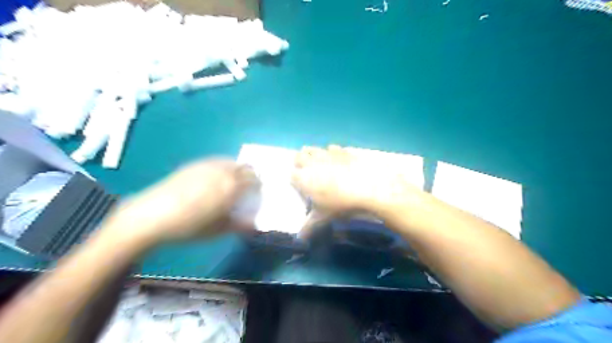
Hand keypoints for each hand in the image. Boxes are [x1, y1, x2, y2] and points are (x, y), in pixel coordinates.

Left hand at [105, 160, 257, 245]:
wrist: (152, 215)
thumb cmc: (189, 226)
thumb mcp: (218, 230)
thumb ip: (239, 225)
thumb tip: (253, 224)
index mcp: (232, 187)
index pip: (255, 180)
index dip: (259, 186)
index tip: (257, 194)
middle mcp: (223, 172)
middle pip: (246, 167)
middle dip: (251, 175)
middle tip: (248, 187)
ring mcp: (208, 165)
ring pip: (231, 162)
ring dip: (237, 169)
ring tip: (232, 181)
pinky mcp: (195, 164)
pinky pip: (216, 161)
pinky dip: (223, 166)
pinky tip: (215, 177)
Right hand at [291, 144, 420, 235]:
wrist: (367, 187)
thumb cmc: (340, 204)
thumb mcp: (323, 218)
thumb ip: (309, 227)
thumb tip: (299, 240)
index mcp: (303, 178)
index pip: (292, 175)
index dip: (295, 180)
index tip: (301, 186)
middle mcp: (311, 163)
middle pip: (298, 156)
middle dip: (300, 162)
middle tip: (308, 173)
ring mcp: (326, 154)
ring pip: (312, 149)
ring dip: (312, 154)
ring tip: (319, 164)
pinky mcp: (341, 151)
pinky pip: (331, 148)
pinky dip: (331, 153)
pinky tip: (337, 161)